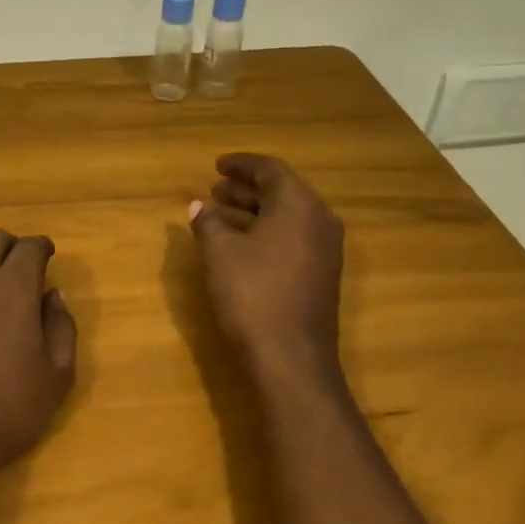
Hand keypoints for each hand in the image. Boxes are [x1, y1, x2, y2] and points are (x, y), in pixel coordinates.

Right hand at [189, 154, 344, 370]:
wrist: (291, 358)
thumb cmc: (253, 294)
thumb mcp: (220, 253)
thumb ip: (208, 222)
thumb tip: (199, 206)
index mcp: (299, 204)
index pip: (270, 169)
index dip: (241, 164)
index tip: (216, 165)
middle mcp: (319, 220)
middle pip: (282, 191)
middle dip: (246, 188)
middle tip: (214, 188)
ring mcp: (326, 249)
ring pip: (287, 216)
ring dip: (254, 210)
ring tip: (219, 212)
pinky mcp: (322, 274)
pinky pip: (293, 237)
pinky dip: (266, 231)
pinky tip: (240, 243)